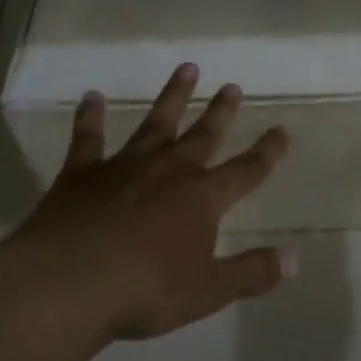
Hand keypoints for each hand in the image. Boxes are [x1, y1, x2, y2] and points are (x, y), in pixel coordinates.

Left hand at [2, 63, 293, 344]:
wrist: (67, 284)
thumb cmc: (145, 291)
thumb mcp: (208, 291)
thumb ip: (252, 272)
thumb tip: (293, 260)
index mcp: (202, 199)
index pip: (245, 171)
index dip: (267, 152)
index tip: (281, 130)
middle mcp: (168, 172)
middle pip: (202, 136)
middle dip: (220, 112)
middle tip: (232, 86)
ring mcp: (124, 167)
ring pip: (155, 123)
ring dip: (172, 96)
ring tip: (187, 68)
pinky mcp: (82, 174)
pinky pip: (88, 138)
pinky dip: (90, 116)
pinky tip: (90, 96)